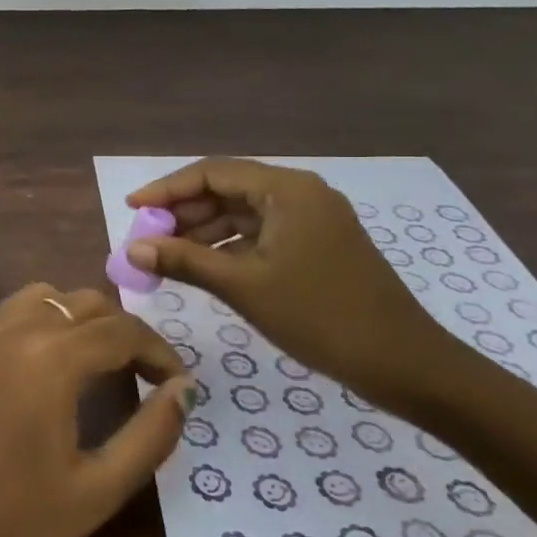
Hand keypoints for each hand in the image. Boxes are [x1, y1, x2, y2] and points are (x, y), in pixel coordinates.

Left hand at [0, 284, 194, 536]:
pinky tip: (31, 367)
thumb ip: (150, 435)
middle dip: (120, 330)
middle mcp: (11, 329)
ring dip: (73, 318)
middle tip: (137, 373)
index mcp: (51, 358)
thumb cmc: (10, 522)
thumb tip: (183, 390)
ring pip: (38, 297)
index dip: (158, 351)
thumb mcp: (97, 491)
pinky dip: (29, 324)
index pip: (122, 330)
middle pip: (82, 302)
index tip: (175, 381)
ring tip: (87, 363)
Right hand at [124, 158, 457, 411]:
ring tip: (164, 256)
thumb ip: (185, 261)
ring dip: (201, 232)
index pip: (212, 173)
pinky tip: (200, 267)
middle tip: (144, 239)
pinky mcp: (316, 245)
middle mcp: (299, 194)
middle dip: (182, 213)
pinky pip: (259, 235)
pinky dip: (226, 247)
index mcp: (287, 190)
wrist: (405, 364)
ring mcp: (311, 220)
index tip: (131, 209)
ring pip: (241, 214)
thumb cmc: (321, 317)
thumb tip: (132, 249)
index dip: (166, 189)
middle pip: (226, 190)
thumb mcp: (244, 287)